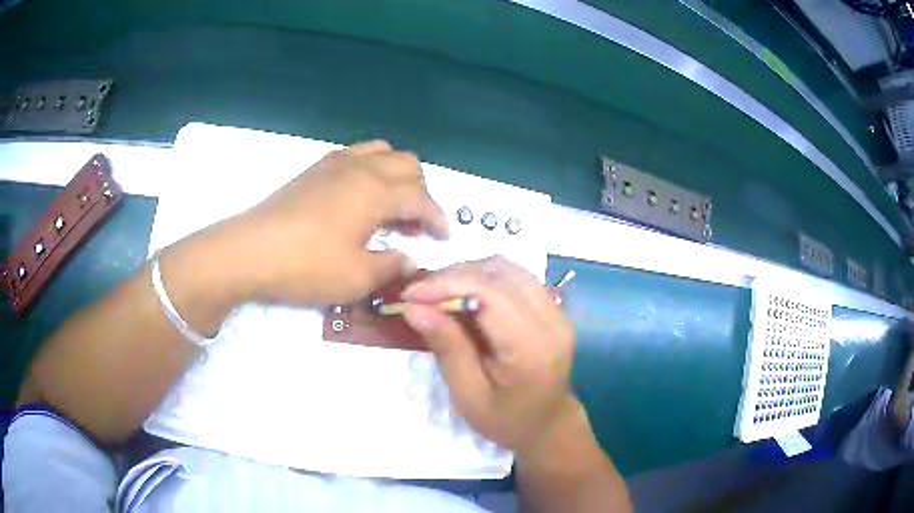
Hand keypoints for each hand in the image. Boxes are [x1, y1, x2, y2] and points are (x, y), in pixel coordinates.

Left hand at [232, 140, 448, 305]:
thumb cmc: (306, 266)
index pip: (421, 198)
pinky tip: (358, 198)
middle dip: (421, 192)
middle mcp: (361, 168)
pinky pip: (356, 155)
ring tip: (390, 206)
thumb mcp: (357, 278)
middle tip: (415, 224)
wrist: (250, 251)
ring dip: (396, 176)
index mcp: (376, 192)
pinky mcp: (314, 169)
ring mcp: (334, 163)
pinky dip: (371, 170)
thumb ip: (391, 266)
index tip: (443, 238)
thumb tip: (409, 261)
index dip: (438, 218)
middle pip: (407, 164)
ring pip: (382, 152)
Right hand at [400, 256, 575, 455]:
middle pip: (500, 274)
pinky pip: (515, 277)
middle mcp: (552, 320)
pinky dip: (484, 278)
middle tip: (419, 294)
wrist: (547, 424)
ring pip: (508, 269)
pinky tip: (463, 294)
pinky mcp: (552, 307)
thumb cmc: (506, 420)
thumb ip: (447, 349)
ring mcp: (557, 310)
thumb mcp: (469, 395)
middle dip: (453, 276)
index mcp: (533, 348)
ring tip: (437, 293)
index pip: (492, 295)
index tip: (410, 295)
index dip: (448, 285)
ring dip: (468, 273)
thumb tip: (414, 308)